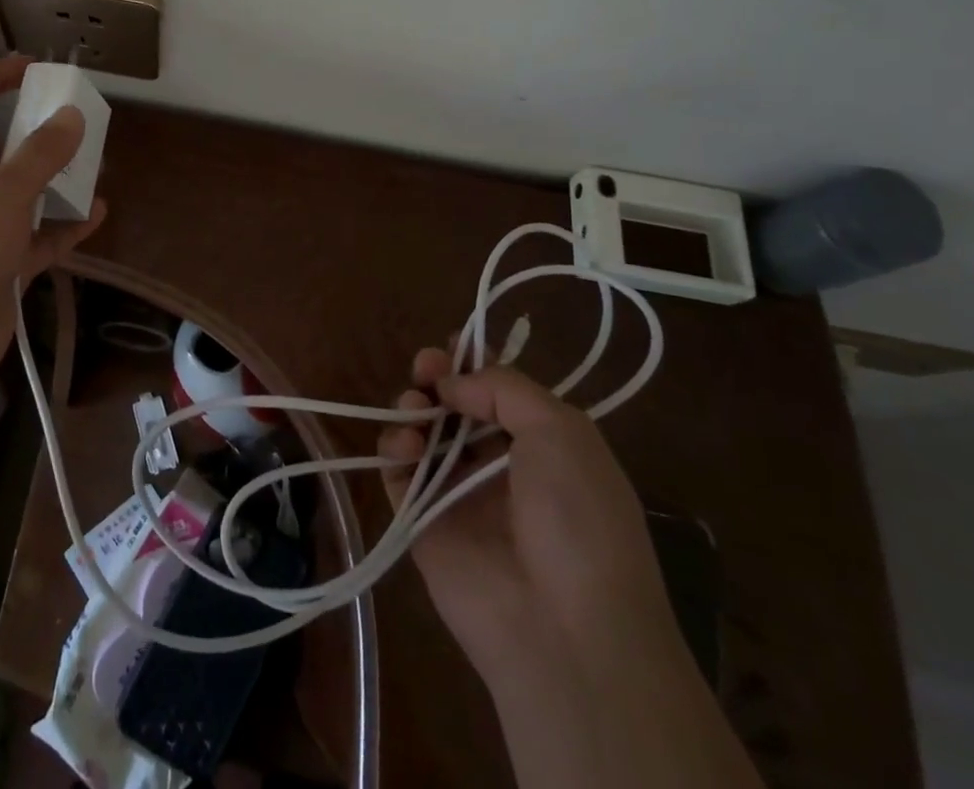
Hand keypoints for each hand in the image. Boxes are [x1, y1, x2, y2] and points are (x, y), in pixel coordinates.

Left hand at [0, 56, 106, 386]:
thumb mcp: (4, 193)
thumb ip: (41, 154)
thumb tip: (73, 116)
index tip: (33, 67)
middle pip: (4, 147)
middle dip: (41, 133)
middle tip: (80, 121)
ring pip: (27, 193)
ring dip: (59, 180)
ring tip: (96, 166)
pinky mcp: (4, 263)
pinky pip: (41, 235)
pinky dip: (67, 225)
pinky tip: (98, 213)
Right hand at [378, 352, 675, 684]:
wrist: (566, 629)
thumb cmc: (578, 517)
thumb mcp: (561, 430)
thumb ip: (503, 387)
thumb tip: (452, 383)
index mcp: (542, 444)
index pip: (499, 390)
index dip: (474, 362)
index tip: (451, 344)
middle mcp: (499, 464)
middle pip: (455, 405)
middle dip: (437, 377)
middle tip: (425, 367)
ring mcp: (458, 494)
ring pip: (423, 432)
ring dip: (413, 407)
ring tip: (416, 408)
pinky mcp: (423, 522)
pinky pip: (399, 473)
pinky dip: (394, 449)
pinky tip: (406, 445)